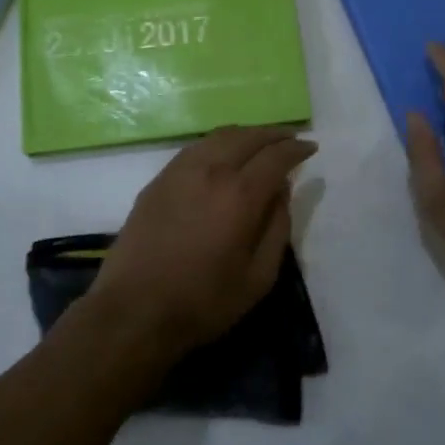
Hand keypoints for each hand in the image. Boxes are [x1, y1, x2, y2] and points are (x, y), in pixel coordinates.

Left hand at [85, 125, 317, 358]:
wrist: (134, 309)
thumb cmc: (203, 301)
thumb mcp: (258, 277)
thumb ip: (277, 228)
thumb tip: (282, 191)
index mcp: (240, 194)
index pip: (276, 156)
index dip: (296, 149)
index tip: (310, 148)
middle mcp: (211, 170)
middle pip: (248, 137)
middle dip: (274, 134)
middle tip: (289, 139)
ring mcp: (180, 170)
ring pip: (220, 136)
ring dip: (246, 134)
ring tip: (259, 143)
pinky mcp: (159, 179)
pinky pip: (197, 147)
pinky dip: (219, 143)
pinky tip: (223, 154)